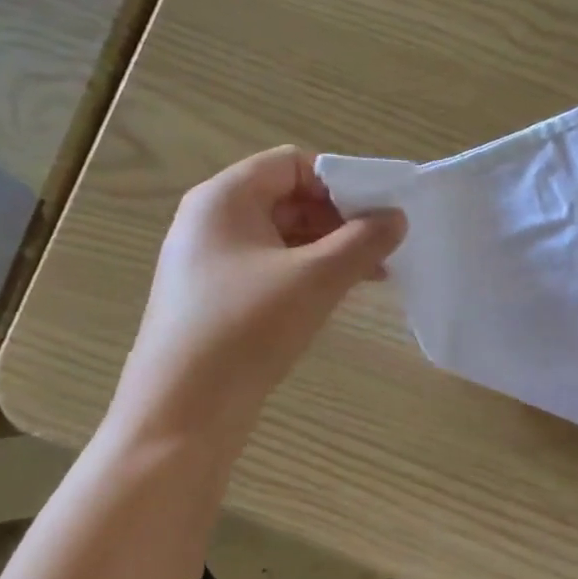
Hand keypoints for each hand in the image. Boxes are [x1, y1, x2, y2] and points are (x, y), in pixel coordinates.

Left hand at [107, 147, 404, 451]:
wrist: (180, 414)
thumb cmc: (246, 330)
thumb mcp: (315, 279)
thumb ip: (363, 241)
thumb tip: (397, 217)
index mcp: (223, 198)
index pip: (291, 164)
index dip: (338, 182)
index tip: (376, 215)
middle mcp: (210, 221)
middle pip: (286, 198)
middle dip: (338, 218)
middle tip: (380, 248)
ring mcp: (208, 263)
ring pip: (280, 237)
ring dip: (327, 249)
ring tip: (370, 275)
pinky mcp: (212, 299)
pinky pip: (268, 269)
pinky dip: (305, 274)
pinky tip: (335, 296)